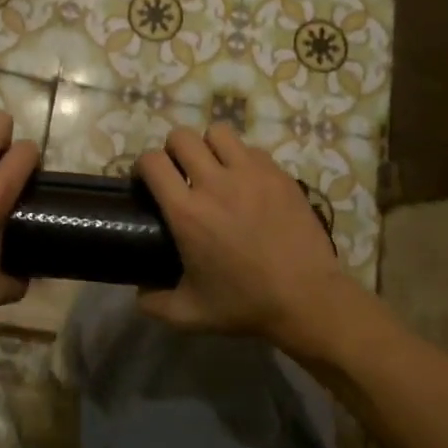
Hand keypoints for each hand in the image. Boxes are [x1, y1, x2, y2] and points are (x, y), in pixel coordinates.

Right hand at [136, 124, 350, 344]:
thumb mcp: (190, 314)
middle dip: (173, 150)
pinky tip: (246, 183)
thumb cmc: (245, 305)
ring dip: (208, 147)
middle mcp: (215, 183)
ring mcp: (251, 174)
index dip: (143, 166)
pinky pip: (251, 150)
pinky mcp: (279, 175)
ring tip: (213, 169)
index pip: (152, 162)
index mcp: (187, 213)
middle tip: (179, 173)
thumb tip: (139, 291)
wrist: (307, 299)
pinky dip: (242, 159)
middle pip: (181, 136)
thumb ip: (154, 303)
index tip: (147, 182)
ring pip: (218, 132)